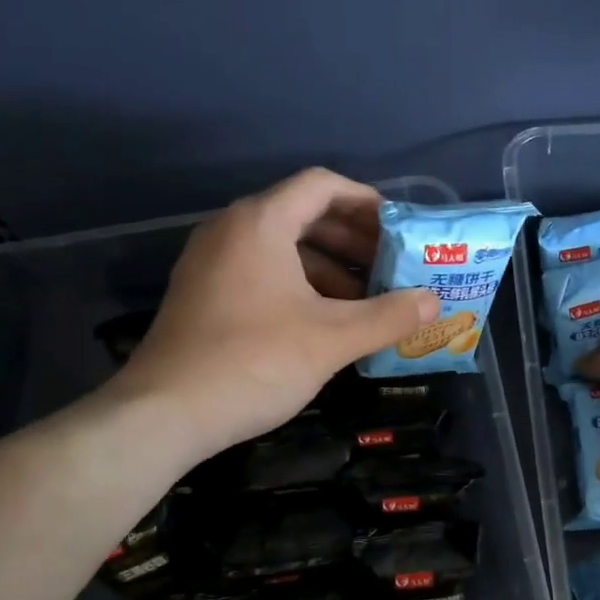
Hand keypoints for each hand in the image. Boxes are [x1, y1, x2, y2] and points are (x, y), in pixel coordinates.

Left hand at [111, 168, 436, 459]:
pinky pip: (260, 271)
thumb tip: (434, 302)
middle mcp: (231, 230)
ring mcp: (211, 262)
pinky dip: (298, 284)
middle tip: (390, 266)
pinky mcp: (202, 294)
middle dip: (352, 239)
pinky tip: (324, 321)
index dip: (366, 201)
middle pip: (302, 214)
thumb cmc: (254, 362)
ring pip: (281, 247)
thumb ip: (388, 316)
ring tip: (366, 299)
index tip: (398, 229)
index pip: (322, 185)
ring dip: (328, 266)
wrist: (164, 413)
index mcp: (261, 223)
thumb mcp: (332, 339)